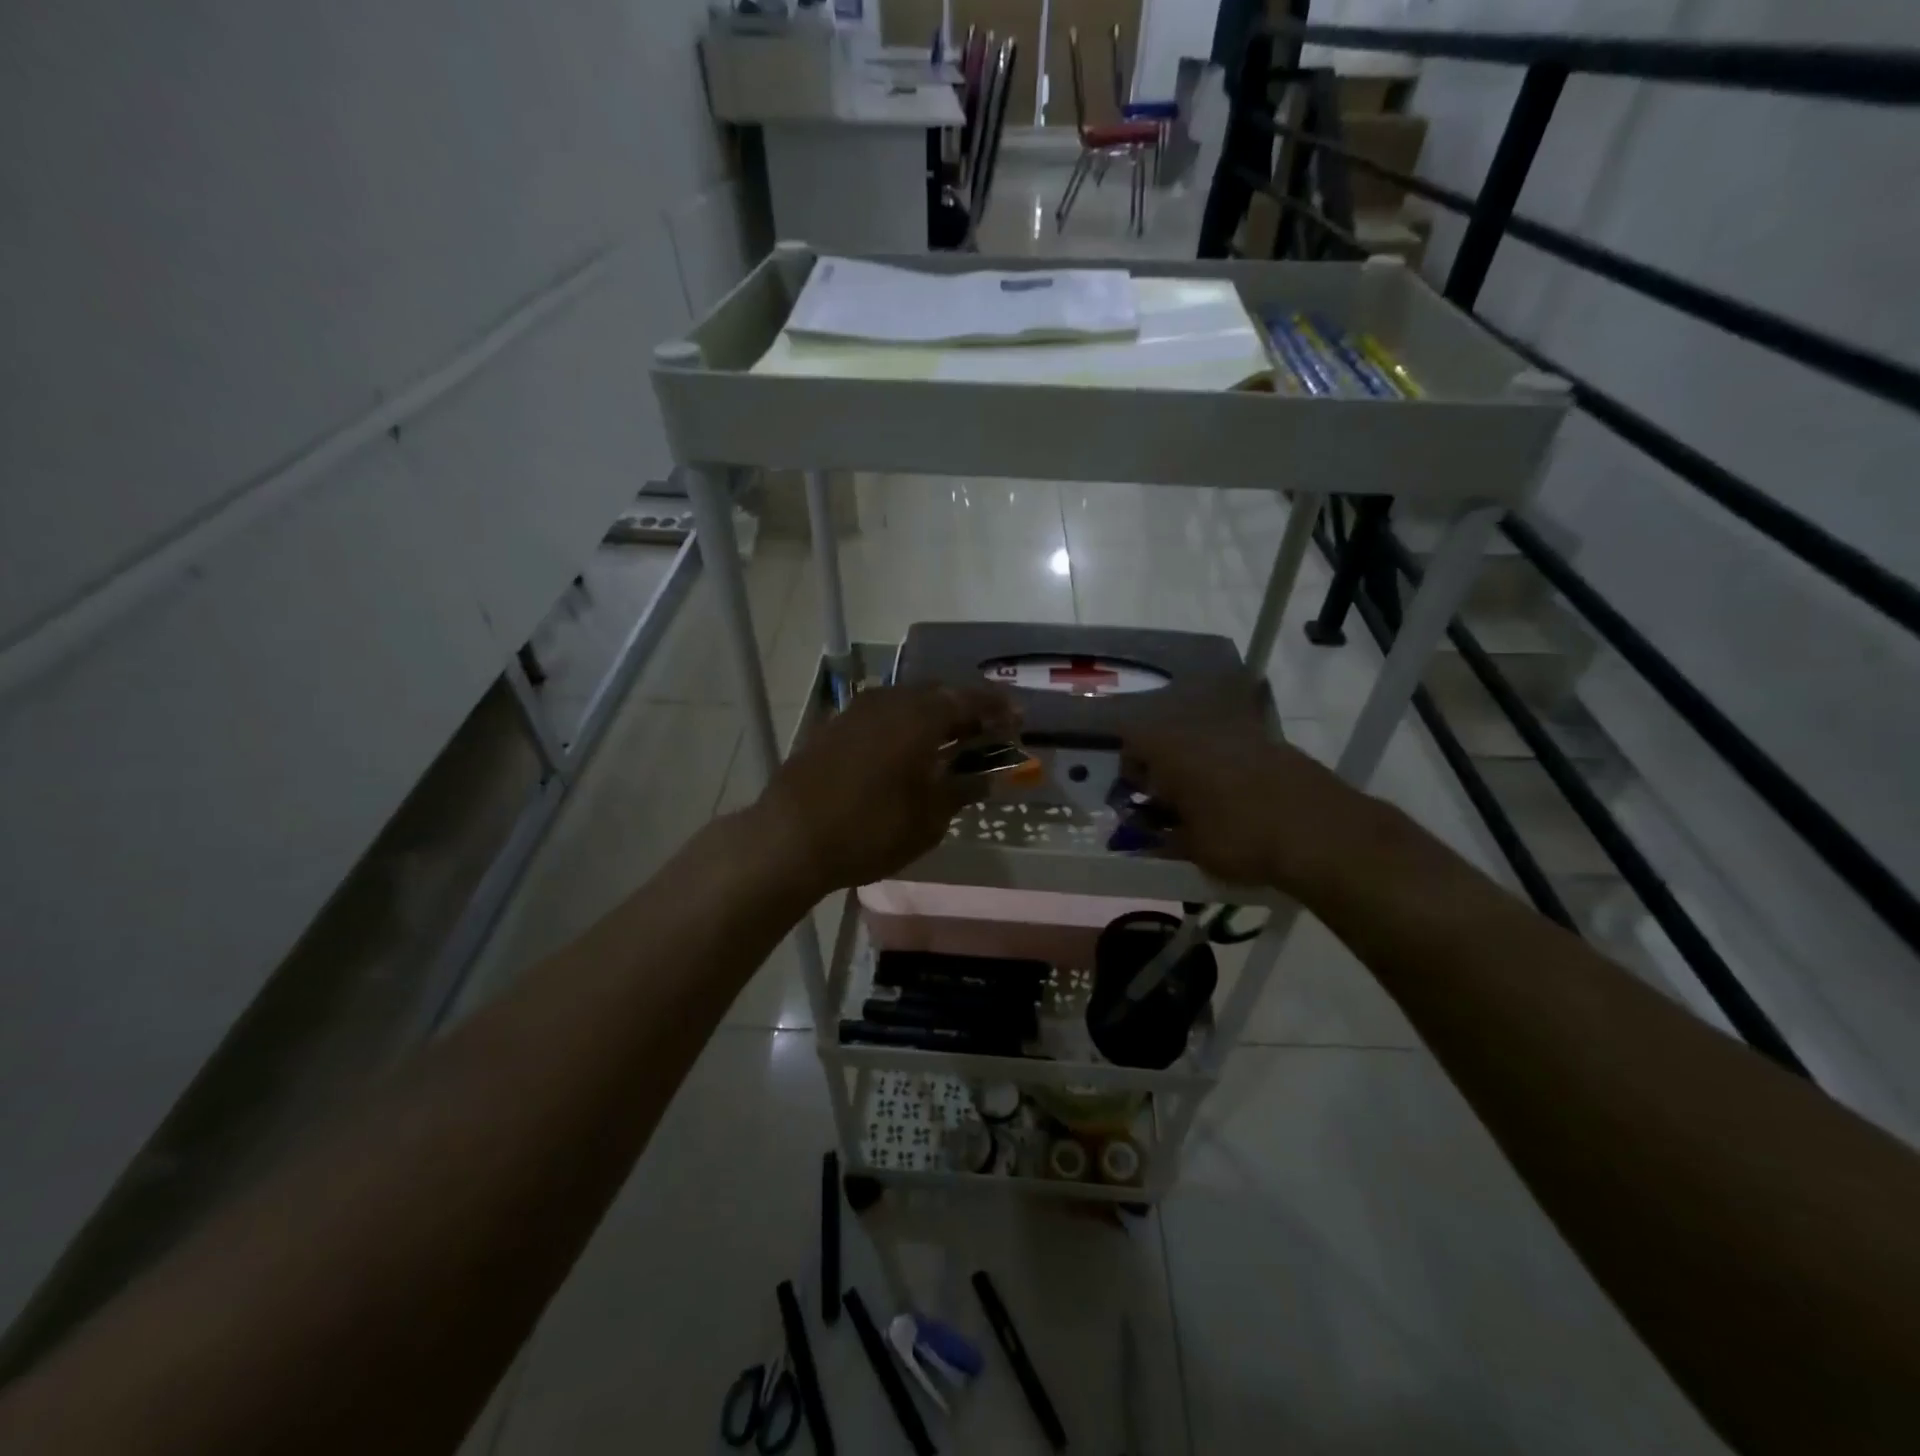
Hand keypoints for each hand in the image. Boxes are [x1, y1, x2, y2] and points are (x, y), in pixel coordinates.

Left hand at [754, 684, 1020, 894]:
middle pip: (937, 695)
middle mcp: (889, 701)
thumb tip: (989, 778)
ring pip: (906, 702)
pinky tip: (906, 748)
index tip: (1018, 717)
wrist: (789, 838)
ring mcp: (857, 711)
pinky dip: (903, 725)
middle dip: (965, 709)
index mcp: (920, 717)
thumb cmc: (870, 830)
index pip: (969, 701)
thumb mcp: (928, 819)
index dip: (997, 709)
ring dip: (932, 716)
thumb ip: (962, 790)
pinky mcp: (834, 727)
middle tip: (985, 730)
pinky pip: (881, 715)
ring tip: (949, 740)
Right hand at [1121, 679, 1383, 899]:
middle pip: (1170, 740)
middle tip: (1170, 806)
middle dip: (1165, 770)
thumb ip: (1161, 840)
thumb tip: (1146, 839)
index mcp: (1172, 750)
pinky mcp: (1276, 745)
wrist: (1323, 833)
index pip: (1133, 743)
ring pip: (1205, 745)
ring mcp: (1243, 734)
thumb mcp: (1191, 849)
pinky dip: (1231, 773)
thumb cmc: (1240, 839)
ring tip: (1207, 807)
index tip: (1139, 799)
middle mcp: (1203, 731)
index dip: (1130, 771)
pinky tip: (1243, 805)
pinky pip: (1238, 753)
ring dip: (1199, 770)